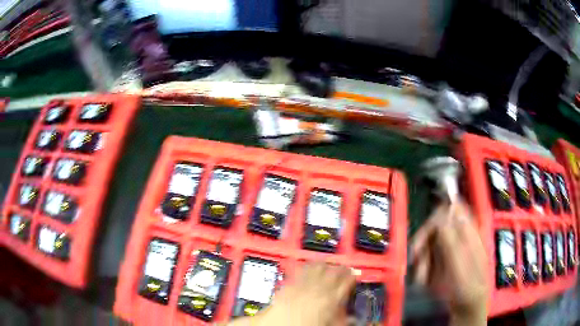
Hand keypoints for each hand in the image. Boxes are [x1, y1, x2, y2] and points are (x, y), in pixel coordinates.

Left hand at [227, 262, 355, 325]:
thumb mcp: (329, 324)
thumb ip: (341, 318)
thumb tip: (350, 318)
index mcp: (331, 298)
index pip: (346, 282)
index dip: (352, 277)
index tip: (354, 275)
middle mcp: (317, 288)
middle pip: (333, 272)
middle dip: (340, 268)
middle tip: (344, 267)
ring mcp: (302, 284)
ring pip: (317, 267)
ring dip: (324, 264)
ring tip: (328, 263)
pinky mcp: (288, 284)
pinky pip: (300, 270)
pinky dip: (306, 266)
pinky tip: (308, 264)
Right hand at [410, 201, 487, 324]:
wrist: (467, 305)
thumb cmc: (467, 285)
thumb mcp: (459, 263)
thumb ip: (451, 238)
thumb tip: (440, 214)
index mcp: (468, 230)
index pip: (454, 206)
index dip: (439, 212)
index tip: (427, 230)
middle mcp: (458, 235)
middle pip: (437, 224)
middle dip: (424, 240)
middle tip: (416, 255)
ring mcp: (450, 248)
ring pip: (429, 241)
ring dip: (421, 257)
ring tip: (421, 275)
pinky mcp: (443, 260)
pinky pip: (428, 256)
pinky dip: (422, 266)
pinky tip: (423, 278)